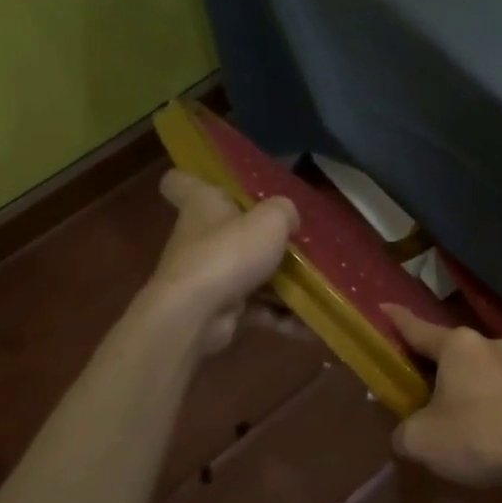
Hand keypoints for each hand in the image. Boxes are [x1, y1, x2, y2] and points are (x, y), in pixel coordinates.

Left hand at [146, 170, 297, 353]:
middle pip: (229, 231)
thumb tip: (289, 219)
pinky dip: (281, 316)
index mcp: (202, 205)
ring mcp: (208, 276)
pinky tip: (311, 323)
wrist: (195, 315)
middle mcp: (200, 238)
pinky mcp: (218, 309)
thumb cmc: (228, 253)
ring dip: (281, 283)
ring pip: (249, 273)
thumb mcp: (270, 220)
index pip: (182, 182)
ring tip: (319, 286)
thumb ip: (285, 211)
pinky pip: (257, 308)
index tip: (221, 184)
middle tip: (297, 241)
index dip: (197, 178)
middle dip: (262, 238)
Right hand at [382, 304, 501, 490]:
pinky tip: (482, 424)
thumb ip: (403, 430)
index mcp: (458, 344)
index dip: (396, 320)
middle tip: (413, 382)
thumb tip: (408, 431)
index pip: (417, 328)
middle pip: (449, 350)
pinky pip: (498, 387)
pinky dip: (484, 399)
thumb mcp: (421, 440)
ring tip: (450, 411)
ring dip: (461, 384)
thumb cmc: (477, 437)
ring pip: (476, 368)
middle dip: (430, 364)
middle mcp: (489, 343)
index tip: (383, 306)